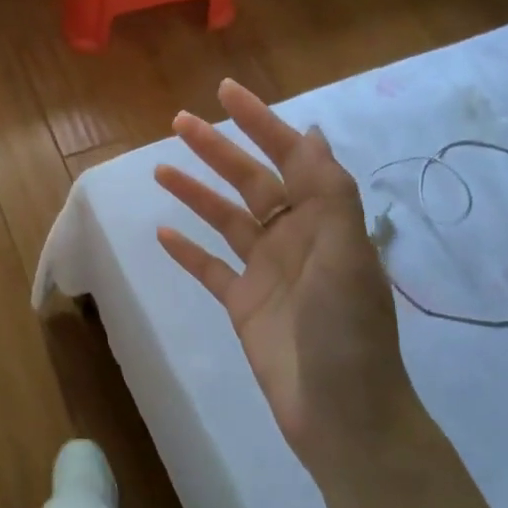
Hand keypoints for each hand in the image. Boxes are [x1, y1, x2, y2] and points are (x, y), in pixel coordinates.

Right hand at [154, 79, 418, 483]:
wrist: (341, 416)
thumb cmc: (347, 332)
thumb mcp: (346, 255)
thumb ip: (328, 193)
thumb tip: (312, 132)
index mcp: (324, 221)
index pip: (290, 157)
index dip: (260, 122)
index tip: (226, 92)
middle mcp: (295, 238)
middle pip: (251, 181)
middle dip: (218, 149)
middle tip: (179, 121)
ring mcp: (267, 272)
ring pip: (226, 220)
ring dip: (196, 192)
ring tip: (160, 167)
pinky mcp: (244, 305)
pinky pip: (210, 268)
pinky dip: (188, 250)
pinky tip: (163, 232)